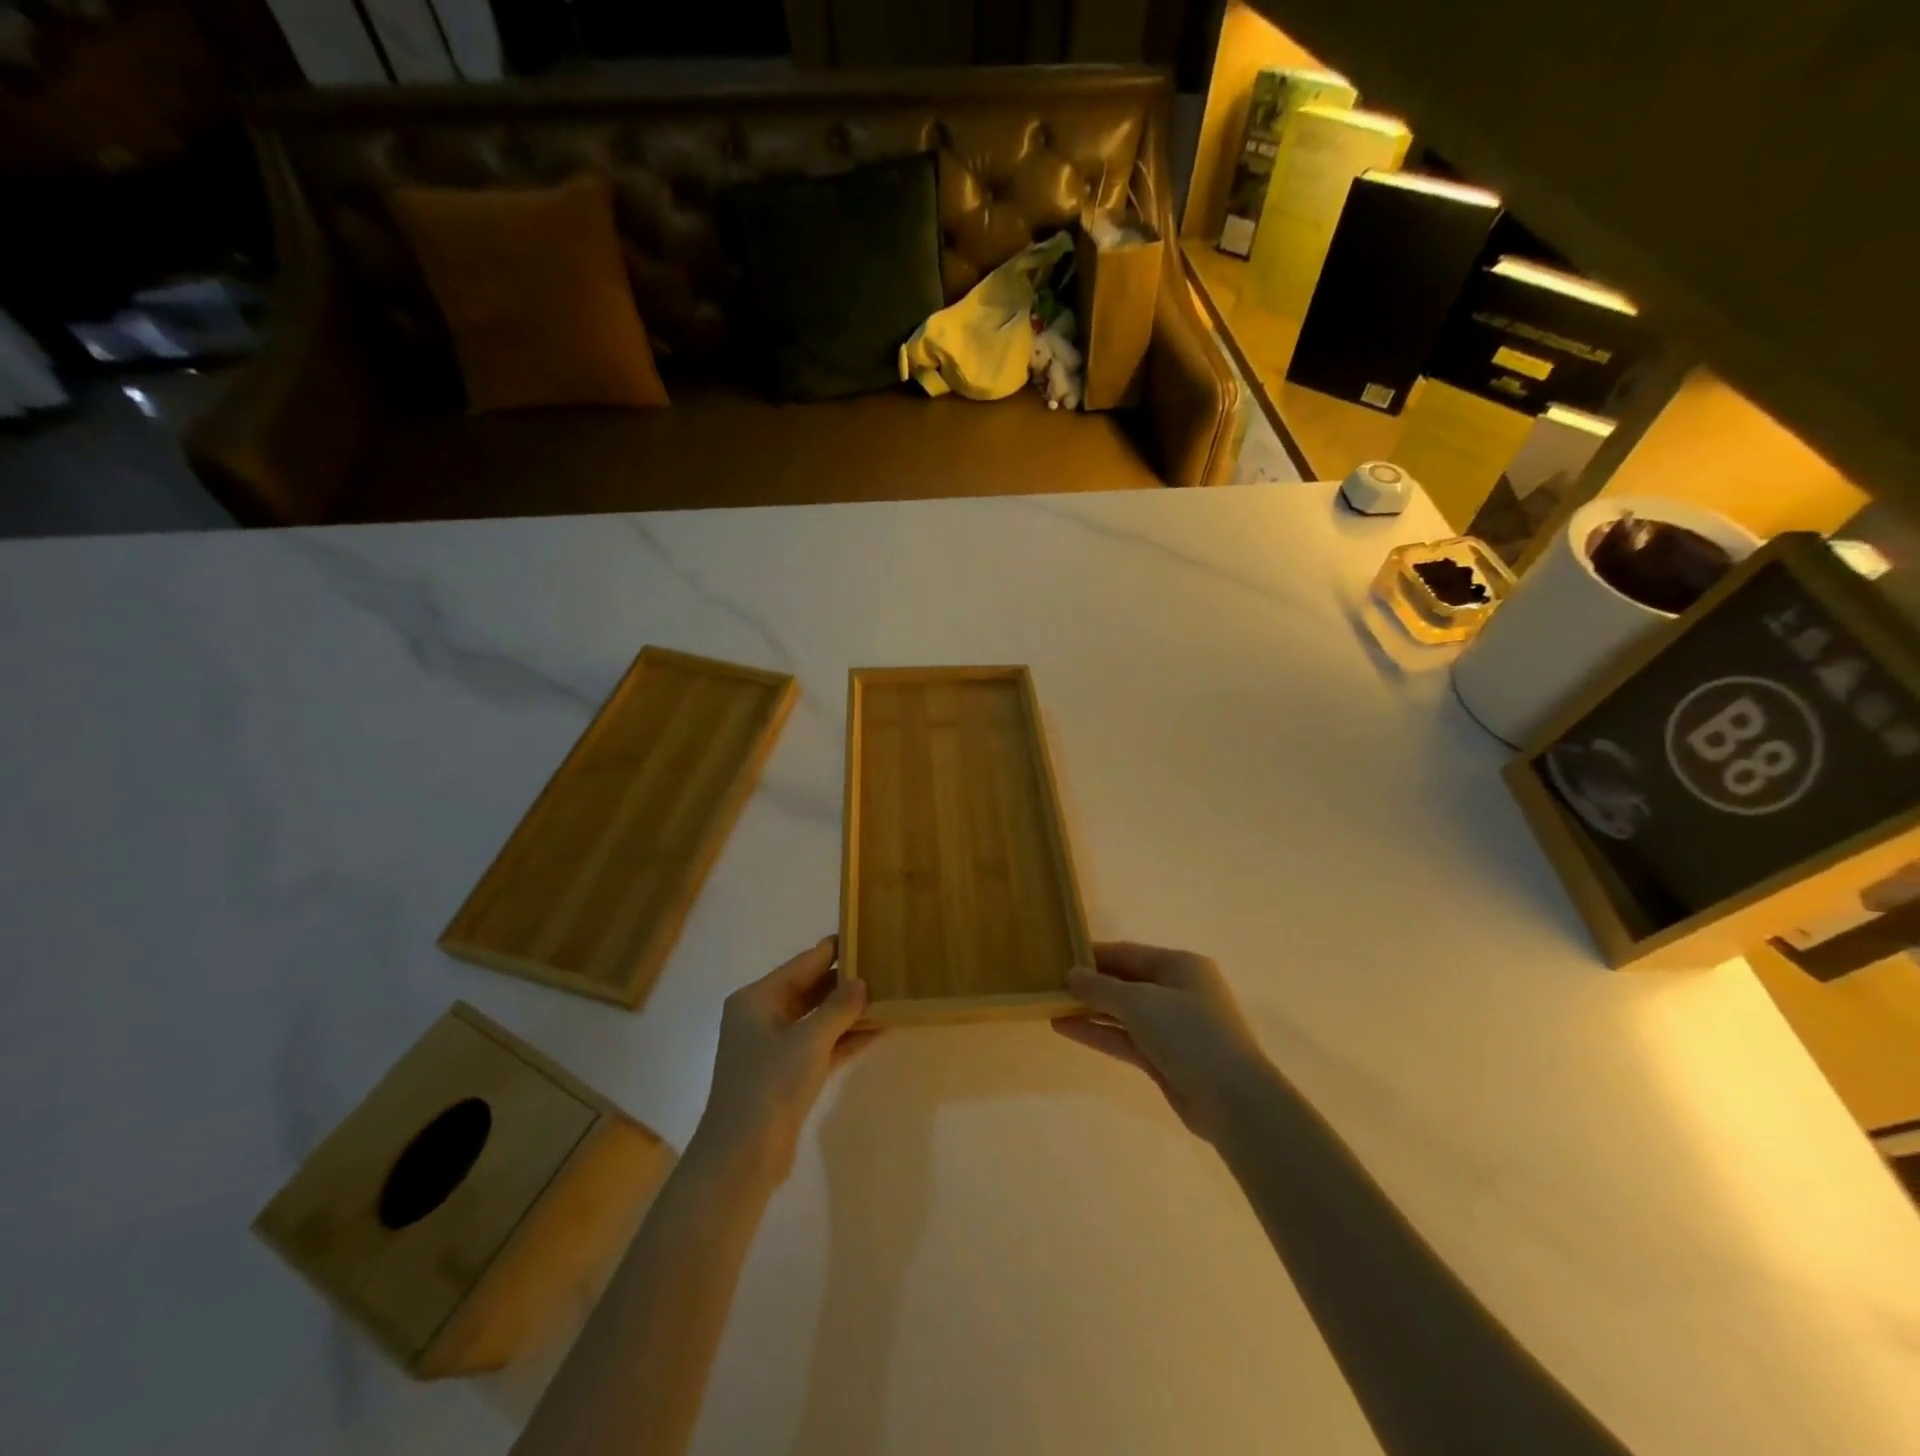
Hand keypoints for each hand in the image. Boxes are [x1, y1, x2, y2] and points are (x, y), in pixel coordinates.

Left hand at [689, 937, 874, 1185]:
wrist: (742, 1156)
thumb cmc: (770, 1085)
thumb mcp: (809, 1039)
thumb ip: (838, 1007)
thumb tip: (861, 981)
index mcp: (757, 999)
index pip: (802, 964)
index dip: (833, 950)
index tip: (864, 933)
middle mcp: (762, 1017)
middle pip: (809, 989)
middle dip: (844, 980)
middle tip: (883, 964)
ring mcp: (774, 1047)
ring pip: (818, 1019)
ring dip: (849, 1011)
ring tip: (887, 993)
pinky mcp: (787, 1075)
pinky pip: (821, 1045)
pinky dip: (845, 1038)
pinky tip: (878, 1029)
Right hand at [1054, 941, 1271, 1143]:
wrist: (1233, 1100)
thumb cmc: (1189, 1033)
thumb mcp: (1140, 1001)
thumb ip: (1101, 988)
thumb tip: (1070, 975)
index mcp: (1180, 966)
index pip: (1128, 953)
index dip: (1094, 955)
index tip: (1059, 957)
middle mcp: (1178, 991)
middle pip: (1126, 982)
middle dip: (1090, 984)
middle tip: (1050, 984)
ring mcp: (1173, 1027)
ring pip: (1124, 1013)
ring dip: (1090, 1010)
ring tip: (1051, 1005)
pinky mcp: (1165, 1058)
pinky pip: (1126, 1039)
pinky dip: (1099, 1033)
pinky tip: (1066, 1028)